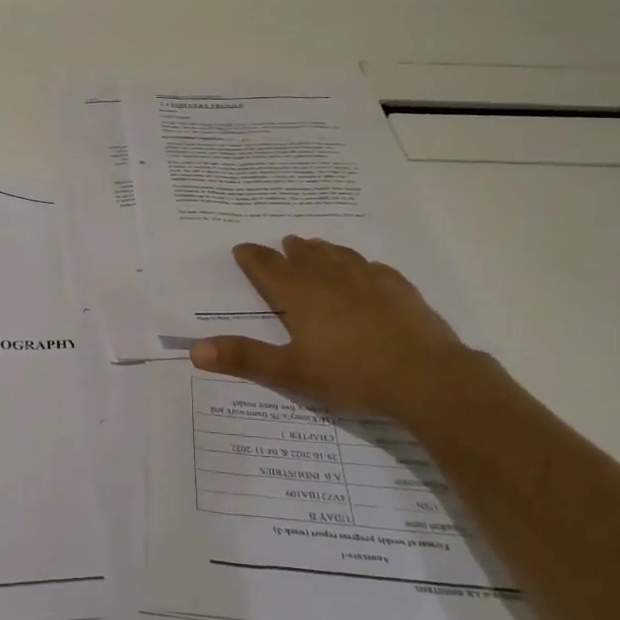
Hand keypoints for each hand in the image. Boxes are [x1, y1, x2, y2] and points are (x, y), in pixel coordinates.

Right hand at [191, 237, 485, 424]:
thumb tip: (195, 350)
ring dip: (323, 250)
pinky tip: (366, 268)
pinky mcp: (399, 289)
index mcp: (300, 294)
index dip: (252, 258)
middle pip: (304, 256)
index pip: (268, 267)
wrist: (425, 376)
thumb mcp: (291, 372)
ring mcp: (368, 279)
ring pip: (339, 256)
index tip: (242, 248)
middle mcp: (331, 278)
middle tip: (282, 243)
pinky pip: (373, 267)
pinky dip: (360, 263)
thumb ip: (245, 358)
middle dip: (289, 250)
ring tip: (315, 246)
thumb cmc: (350, 374)